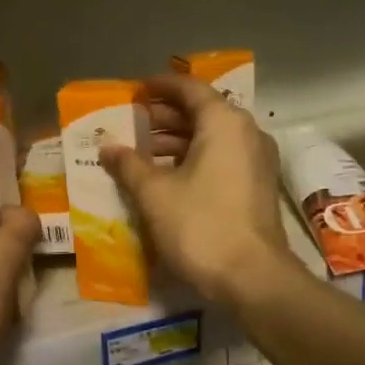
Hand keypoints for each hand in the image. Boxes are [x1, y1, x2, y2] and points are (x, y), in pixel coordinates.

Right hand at [99, 75, 299, 307]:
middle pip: (202, 112)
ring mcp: (256, 161)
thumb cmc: (200, 225)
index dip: (160, 86)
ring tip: (141, 152)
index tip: (135, 90)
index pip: (190, 88)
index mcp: (224, 122)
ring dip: (176, 141)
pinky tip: (165, 177)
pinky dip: (193, 159)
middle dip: (164, 117)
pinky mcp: (257, 187)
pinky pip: (222, 158)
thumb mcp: (155, 193)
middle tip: (130, 123)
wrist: (253, 278)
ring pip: (211, 138)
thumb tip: (107, 146)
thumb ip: (128, 164)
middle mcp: (246, 133)